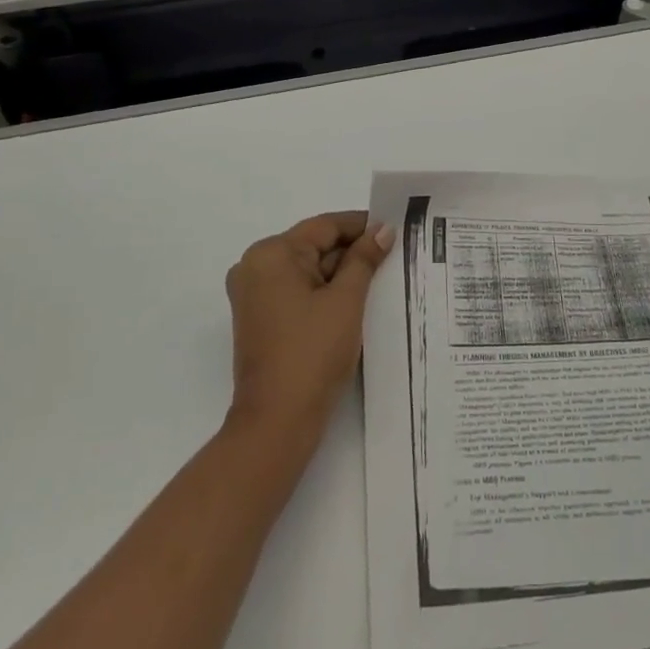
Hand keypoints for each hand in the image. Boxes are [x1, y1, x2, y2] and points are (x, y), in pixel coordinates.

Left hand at [223, 212, 394, 443]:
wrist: (277, 422)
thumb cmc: (313, 353)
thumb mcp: (346, 300)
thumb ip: (364, 259)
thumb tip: (382, 230)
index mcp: (271, 254)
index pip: (324, 226)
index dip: (361, 226)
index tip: (395, 229)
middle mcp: (255, 267)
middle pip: (314, 246)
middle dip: (352, 252)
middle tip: (394, 255)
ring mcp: (254, 294)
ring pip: (307, 270)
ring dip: (341, 274)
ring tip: (382, 278)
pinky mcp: (260, 318)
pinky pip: (297, 291)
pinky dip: (324, 292)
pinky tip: (356, 300)